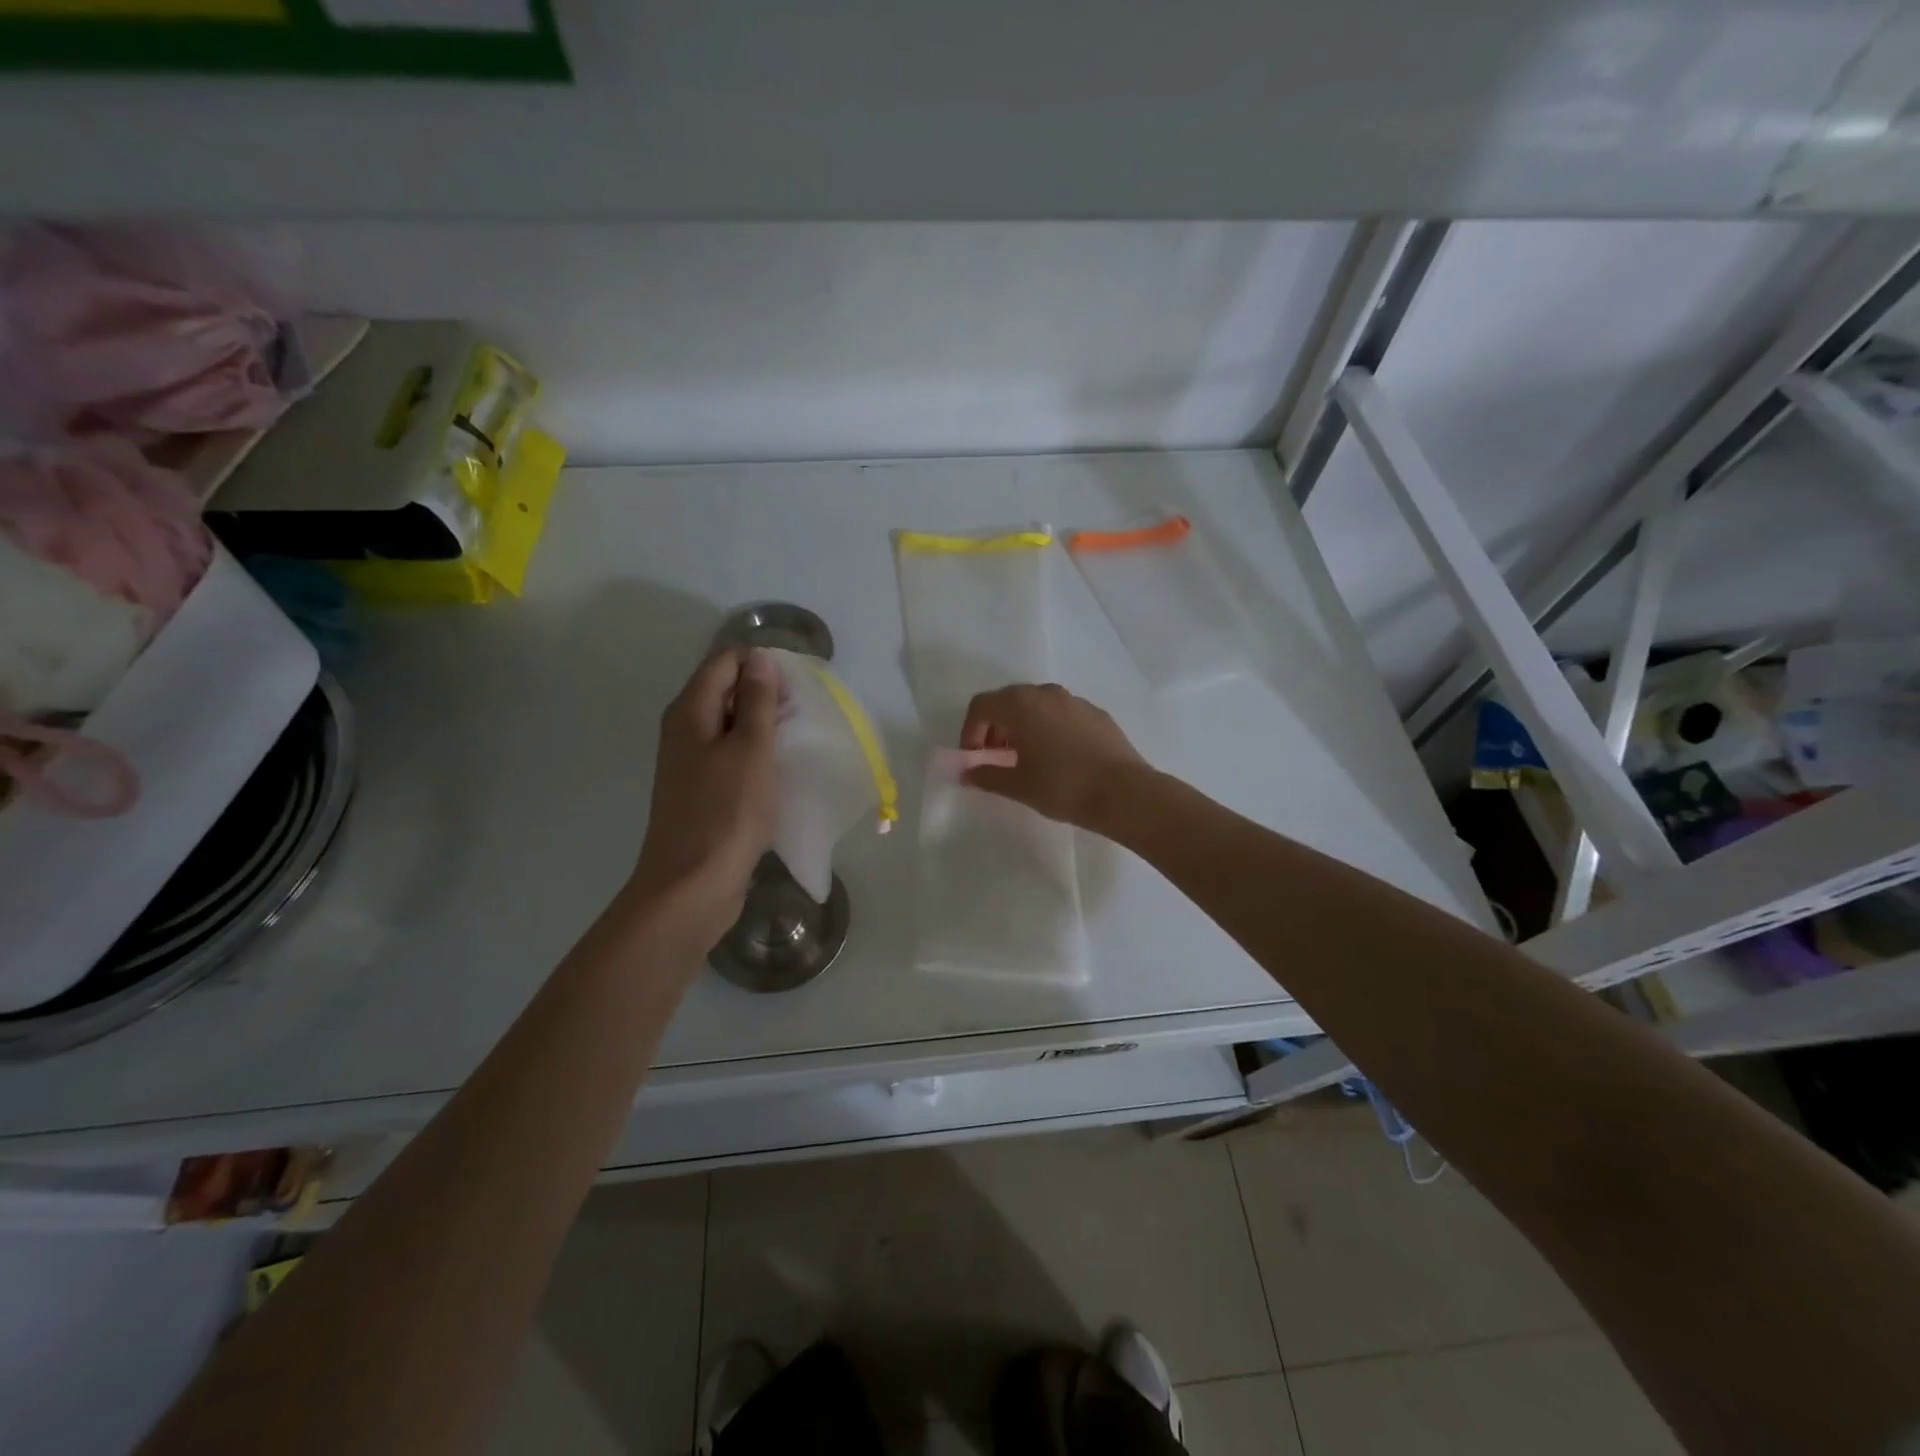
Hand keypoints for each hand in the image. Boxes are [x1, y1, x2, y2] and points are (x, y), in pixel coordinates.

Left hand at [630, 647, 780, 944]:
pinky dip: (756, 753)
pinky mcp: (703, 790)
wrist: (691, 887)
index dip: (761, 664)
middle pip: (726, 689)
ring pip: (731, 724)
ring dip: (764, 725)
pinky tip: (780, 769)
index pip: (725, 661)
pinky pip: (731, 755)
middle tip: (802, 714)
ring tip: (797, 739)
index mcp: (690, 711)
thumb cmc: (725, 814)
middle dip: (766, 693)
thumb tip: (760, 659)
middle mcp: (685, 730)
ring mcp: (692, 762)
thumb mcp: (750, 750)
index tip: (797, 687)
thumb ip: (756, 702)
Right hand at [959, 683, 1150, 830]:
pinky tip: (1058, 758)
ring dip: (1022, 727)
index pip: (981, 706)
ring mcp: (1074, 701)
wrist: (1124, 793)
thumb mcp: (1018, 786)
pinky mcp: (1096, 713)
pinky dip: (1049, 728)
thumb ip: (987, 776)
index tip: (974, 759)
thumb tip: (967, 774)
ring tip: (1027, 759)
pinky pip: (1061, 714)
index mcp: (1021, 704)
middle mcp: (1046, 693)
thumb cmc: (1063, 786)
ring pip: (1037, 706)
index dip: (970, 732)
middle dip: (995, 727)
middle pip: (1008, 701)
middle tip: (996, 758)